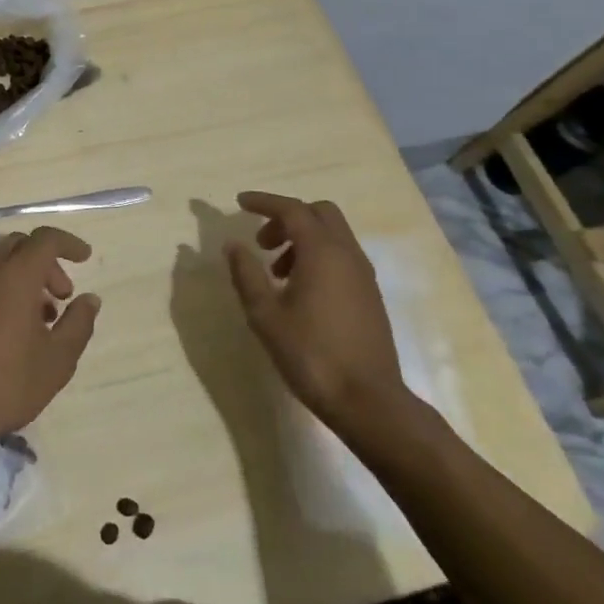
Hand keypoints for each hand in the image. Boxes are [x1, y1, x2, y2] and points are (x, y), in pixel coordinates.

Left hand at [0, 227, 98, 474]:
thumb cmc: (6, 384)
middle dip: (46, 262)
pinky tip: (12, 329)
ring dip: (24, 278)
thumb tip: (90, 299)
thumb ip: (78, 324)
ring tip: (41, 319)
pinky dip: (3, 289)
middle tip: (62, 296)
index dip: (68, 243)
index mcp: (14, 277)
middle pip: (19, 246)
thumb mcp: (57, 360)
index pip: (44, 239)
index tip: (85, 258)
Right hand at [223, 192, 406, 434]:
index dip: (264, 201)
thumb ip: (246, 274)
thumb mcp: (265, 315)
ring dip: (301, 238)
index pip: (292, 209)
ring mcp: (363, 275)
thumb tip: (233, 245)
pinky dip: (317, 255)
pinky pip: (341, 256)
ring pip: (332, 235)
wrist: (369, 402)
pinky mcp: (370, 295)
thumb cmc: (311, 355)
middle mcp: (347, 254)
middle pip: (319, 213)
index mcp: (322, 252)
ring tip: (275, 272)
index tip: (239, 202)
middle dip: (286, 216)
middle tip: (261, 240)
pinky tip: (299, 289)